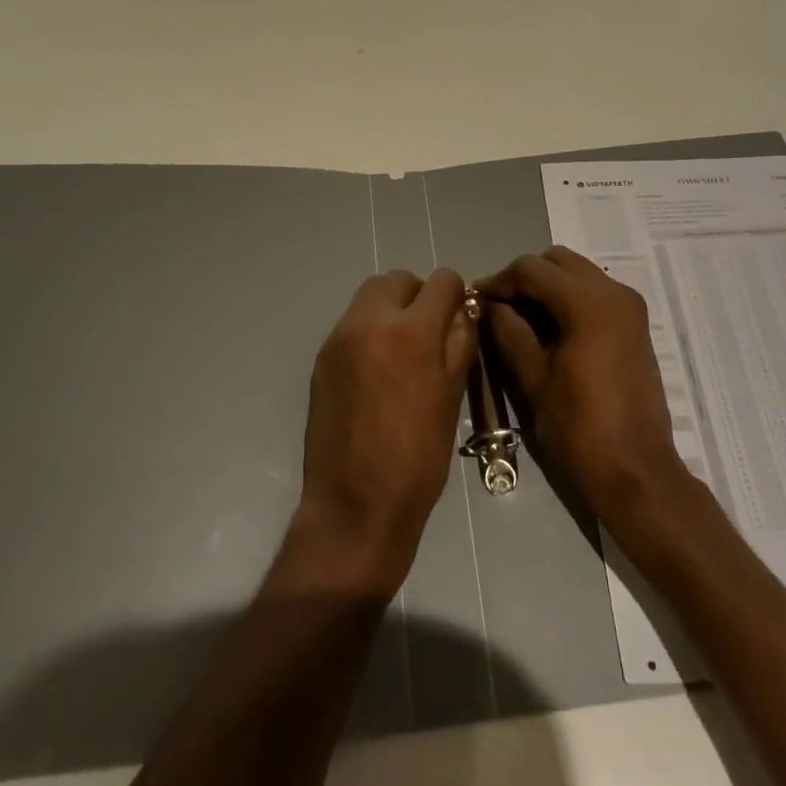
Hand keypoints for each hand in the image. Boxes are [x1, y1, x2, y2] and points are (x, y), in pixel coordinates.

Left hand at [297, 269, 475, 592]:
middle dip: (419, 295)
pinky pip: (352, 323)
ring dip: (392, 308)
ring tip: (403, 350)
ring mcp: (340, 337)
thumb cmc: (417, 457)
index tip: (458, 319)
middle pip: (398, 279)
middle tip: (430, 333)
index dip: (456, 295)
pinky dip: (370, 330)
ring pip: (371, 296)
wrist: (355, 505)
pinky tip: (378, 370)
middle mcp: (370, 321)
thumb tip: (463, 311)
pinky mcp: (322, 357)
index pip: (441, 281)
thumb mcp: (452, 397)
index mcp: (411, 331)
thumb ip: (460, 343)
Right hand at [477, 246, 690, 531]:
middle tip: (499, 306)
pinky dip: (567, 298)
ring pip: (577, 273)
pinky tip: (547, 328)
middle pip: (557, 261)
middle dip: (524, 277)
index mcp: (589, 304)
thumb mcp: (533, 378)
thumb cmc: (580, 429)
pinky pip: (594, 292)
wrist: (637, 473)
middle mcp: (614, 293)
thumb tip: (489, 304)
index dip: (499, 280)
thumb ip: (508, 331)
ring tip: (519, 317)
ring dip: (547, 286)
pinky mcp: (634, 324)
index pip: (533, 269)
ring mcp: (629, 307)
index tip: (476, 299)